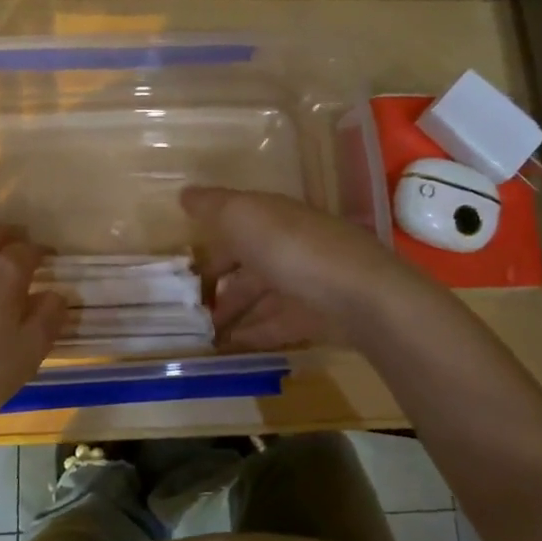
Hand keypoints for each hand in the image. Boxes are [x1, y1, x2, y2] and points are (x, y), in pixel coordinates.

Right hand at [181, 186, 423, 350]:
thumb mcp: (242, 215)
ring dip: (231, 312)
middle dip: (218, 283)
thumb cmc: (291, 247)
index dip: (209, 244)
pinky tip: (229, 346)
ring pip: (258, 296)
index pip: (234, 226)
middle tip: (187, 307)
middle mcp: (287, 246)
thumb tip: (185, 194)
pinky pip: (274, 324)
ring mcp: (302, 283)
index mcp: (271, 217)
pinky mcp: (313, 317)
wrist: (358, 296)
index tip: (183, 267)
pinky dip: (252, 333)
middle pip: (246, 264)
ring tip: (202, 332)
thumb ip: (212, 206)